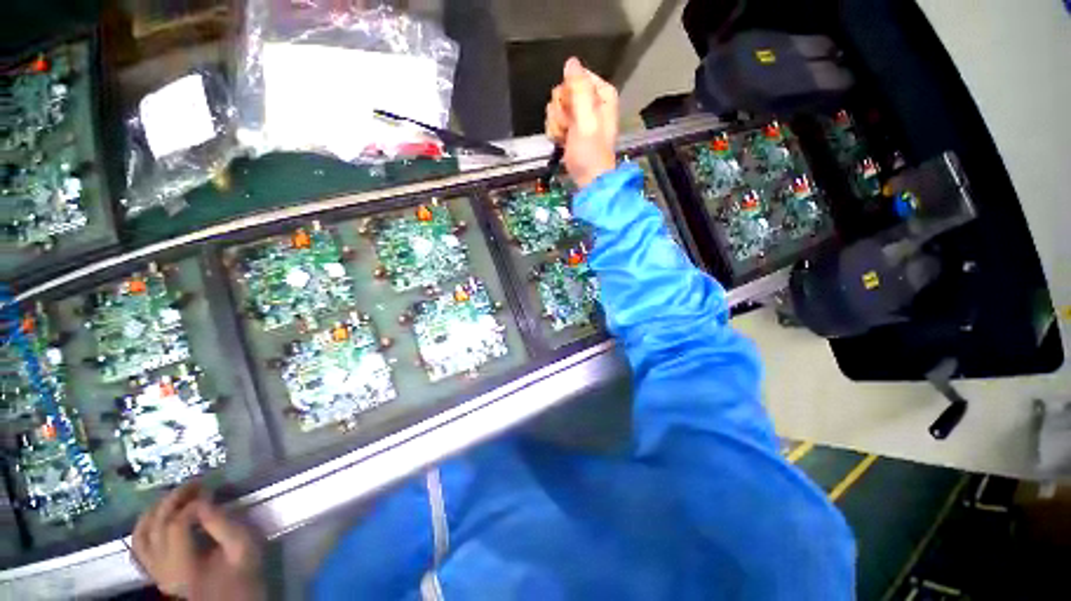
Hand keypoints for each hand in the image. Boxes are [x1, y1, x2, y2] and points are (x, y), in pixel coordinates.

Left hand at [133, 483, 263, 600]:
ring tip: (175, 495)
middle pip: (156, 526)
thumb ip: (224, 526)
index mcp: (183, 567)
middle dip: (173, 499)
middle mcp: (161, 569)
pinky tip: (158, 515)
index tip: (211, 492)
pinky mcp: (154, 572)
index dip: (193, 504)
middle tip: (194, 483)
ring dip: (155, 510)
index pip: (177, 526)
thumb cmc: (243, 575)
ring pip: (141, 535)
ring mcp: (154, 572)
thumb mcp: (243, 549)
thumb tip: (205, 501)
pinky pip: (139, 546)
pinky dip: (144, 526)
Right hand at [545, 57, 619, 188]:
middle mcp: (591, 101)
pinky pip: (554, 120)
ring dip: (557, 124)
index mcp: (601, 94)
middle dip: (561, 111)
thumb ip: (579, 89)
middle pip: (563, 91)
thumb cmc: (590, 152)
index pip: (575, 77)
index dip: (569, 93)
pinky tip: (562, 142)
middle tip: (569, 128)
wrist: (588, 179)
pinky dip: (555, 132)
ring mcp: (580, 116)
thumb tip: (571, 61)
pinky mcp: (570, 129)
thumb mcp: (587, 119)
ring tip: (566, 138)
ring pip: (556, 107)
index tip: (572, 111)